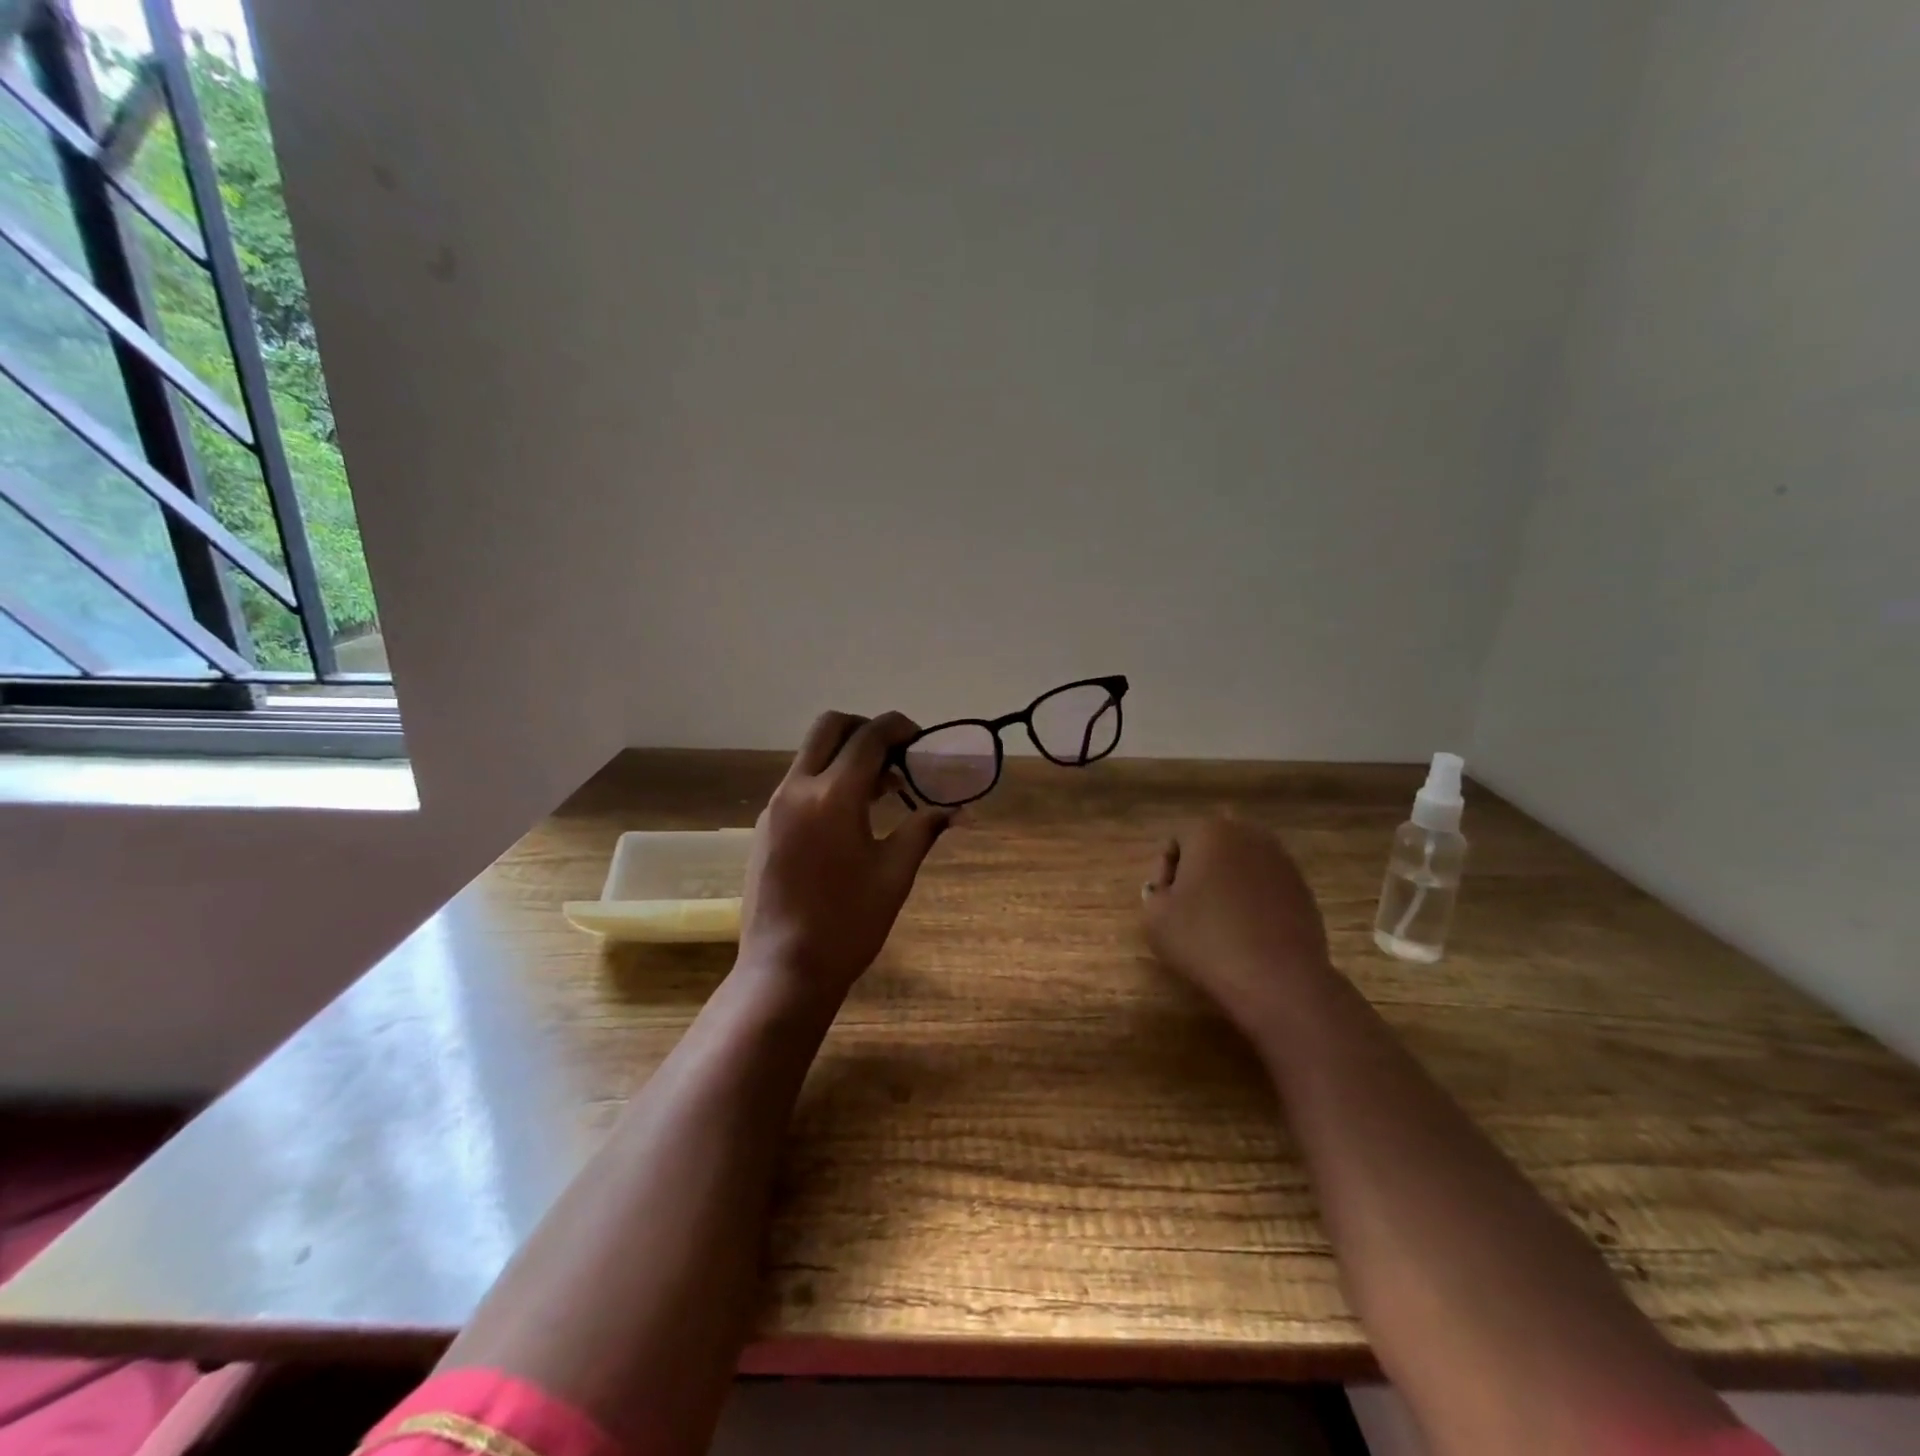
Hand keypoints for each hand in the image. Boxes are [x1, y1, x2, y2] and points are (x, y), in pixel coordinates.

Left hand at [739, 711, 951, 1003]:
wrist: (784, 969)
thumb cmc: (848, 923)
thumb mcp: (895, 874)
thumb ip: (924, 829)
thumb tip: (961, 812)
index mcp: (834, 796)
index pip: (869, 737)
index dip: (899, 728)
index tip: (920, 741)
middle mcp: (798, 789)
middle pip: (829, 727)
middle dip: (865, 728)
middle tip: (894, 755)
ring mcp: (775, 806)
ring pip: (810, 754)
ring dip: (845, 755)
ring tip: (880, 790)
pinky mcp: (765, 827)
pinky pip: (798, 783)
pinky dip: (825, 780)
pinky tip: (848, 818)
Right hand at [1139, 817, 1331, 1034]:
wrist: (1277, 978)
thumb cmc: (1205, 940)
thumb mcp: (1155, 918)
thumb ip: (1154, 892)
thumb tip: (1169, 889)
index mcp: (1209, 831)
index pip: (1176, 843)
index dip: (1165, 875)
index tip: (1166, 905)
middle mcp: (1248, 835)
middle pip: (1213, 848)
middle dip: (1201, 871)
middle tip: (1191, 909)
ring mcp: (1282, 861)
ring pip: (1243, 865)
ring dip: (1230, 885)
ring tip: (1221, 924)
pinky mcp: (1303, 888)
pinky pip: (1267, 887)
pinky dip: (1255, 901)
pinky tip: (1249, 933)